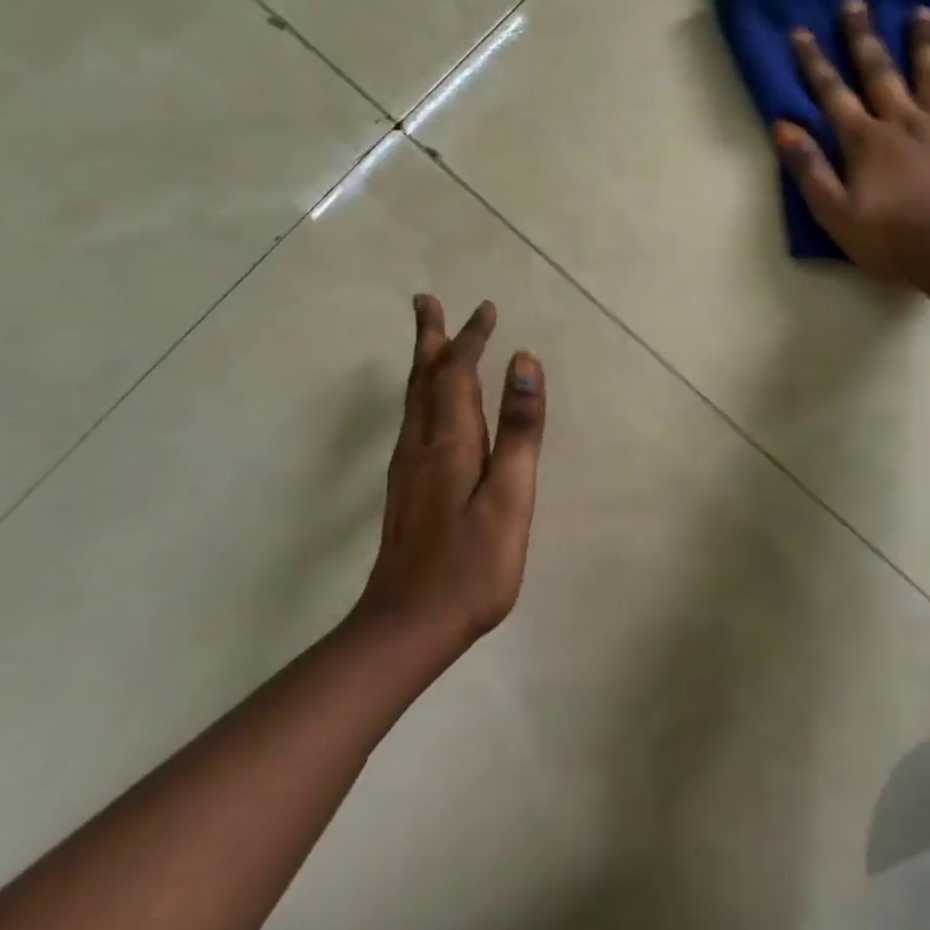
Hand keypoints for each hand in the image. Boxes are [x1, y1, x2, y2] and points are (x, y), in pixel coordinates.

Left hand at [355, 296, 546, 650]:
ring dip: (423, 364)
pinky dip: (422, 395)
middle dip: (430, 339)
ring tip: (429, 341)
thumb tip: (524, 363)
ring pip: (413, 400)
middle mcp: (421, 445)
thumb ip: (519, 430)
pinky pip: (413, 422)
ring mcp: (408, 470)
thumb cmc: (471, 565)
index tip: (485, 308)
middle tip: (426, 302)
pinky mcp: (406, 490)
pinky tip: (428, 407)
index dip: (471, 339)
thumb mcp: (509, 497)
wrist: (406, 628)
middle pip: (424, 379)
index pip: (457, 374)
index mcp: (449, 441)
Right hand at [773, 0, 929, 281]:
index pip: (833, 94)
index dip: (813, 63)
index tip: (800, 31)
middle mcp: (904, 122)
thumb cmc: (890, 239)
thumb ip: (809, 169)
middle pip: (881, 73)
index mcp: (866, 141)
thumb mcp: (834, 212)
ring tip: (922, 12)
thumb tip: (781, 126)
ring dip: (925, 44)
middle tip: (856, 2)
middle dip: (864, 38)